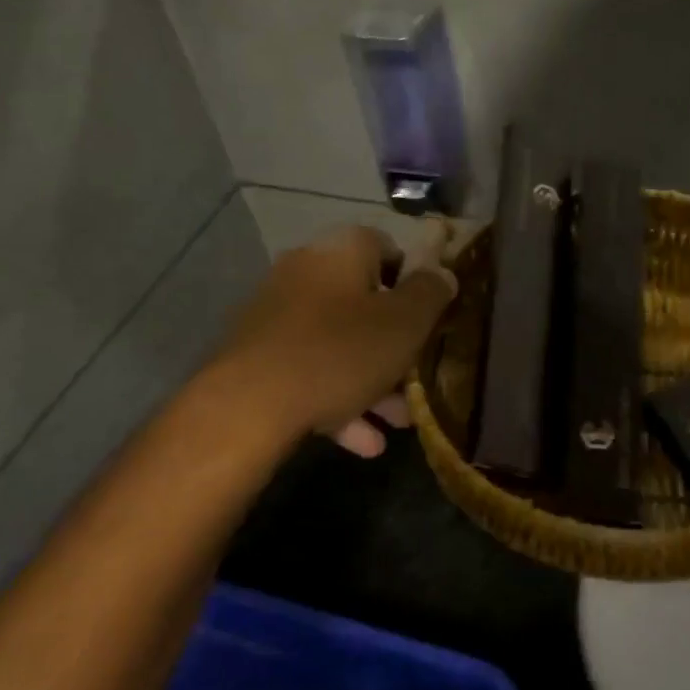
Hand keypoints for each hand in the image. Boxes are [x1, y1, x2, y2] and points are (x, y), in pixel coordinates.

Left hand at [222, 221, 457, 456]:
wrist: (247, 406)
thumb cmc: (340, 353)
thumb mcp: (404, 323)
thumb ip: (431, 293)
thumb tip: (442, 272)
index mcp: (341, 251)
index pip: (387, 247)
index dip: (414, 280)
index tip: (429, 316)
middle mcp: (305, 272)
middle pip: (364, 303)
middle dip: (395, 346)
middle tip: (417, 379)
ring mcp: (276, 315)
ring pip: (338, 344)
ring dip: (372, 381)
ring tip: (398, 422)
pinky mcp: (258, 357)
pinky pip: (310, 371)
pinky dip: (338, 400)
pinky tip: (363, 442)